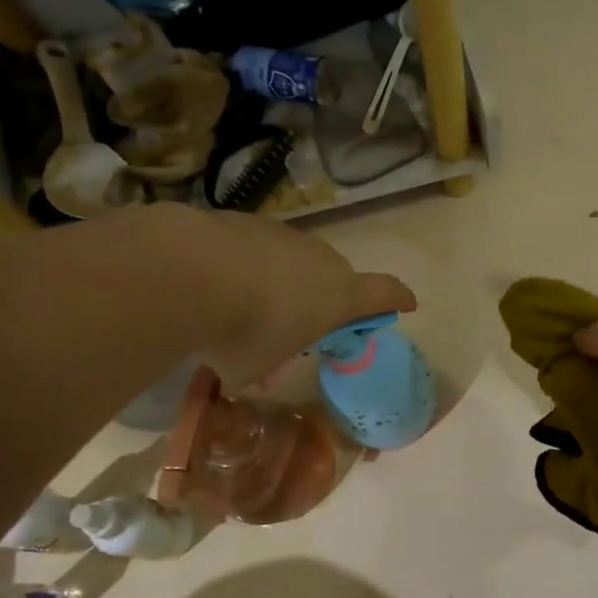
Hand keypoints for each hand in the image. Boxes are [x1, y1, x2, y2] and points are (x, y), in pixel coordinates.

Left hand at [170, 206, 415, 387]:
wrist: (190, 272)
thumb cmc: (242, 332)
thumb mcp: (253, 369)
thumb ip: (259, 372)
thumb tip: (245, 376)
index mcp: (339, 297)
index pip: (384, 294)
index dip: (397, 299)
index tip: (407, 304)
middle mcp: (321, 260)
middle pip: (336, 276)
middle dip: (323, 297)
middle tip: (296, 320)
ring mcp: (285, 236)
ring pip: (295, 259)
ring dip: (282, 279)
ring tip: (247, 302)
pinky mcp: (248, 221)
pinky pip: (259, 246)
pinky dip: (249, 263)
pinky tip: (219, 280)